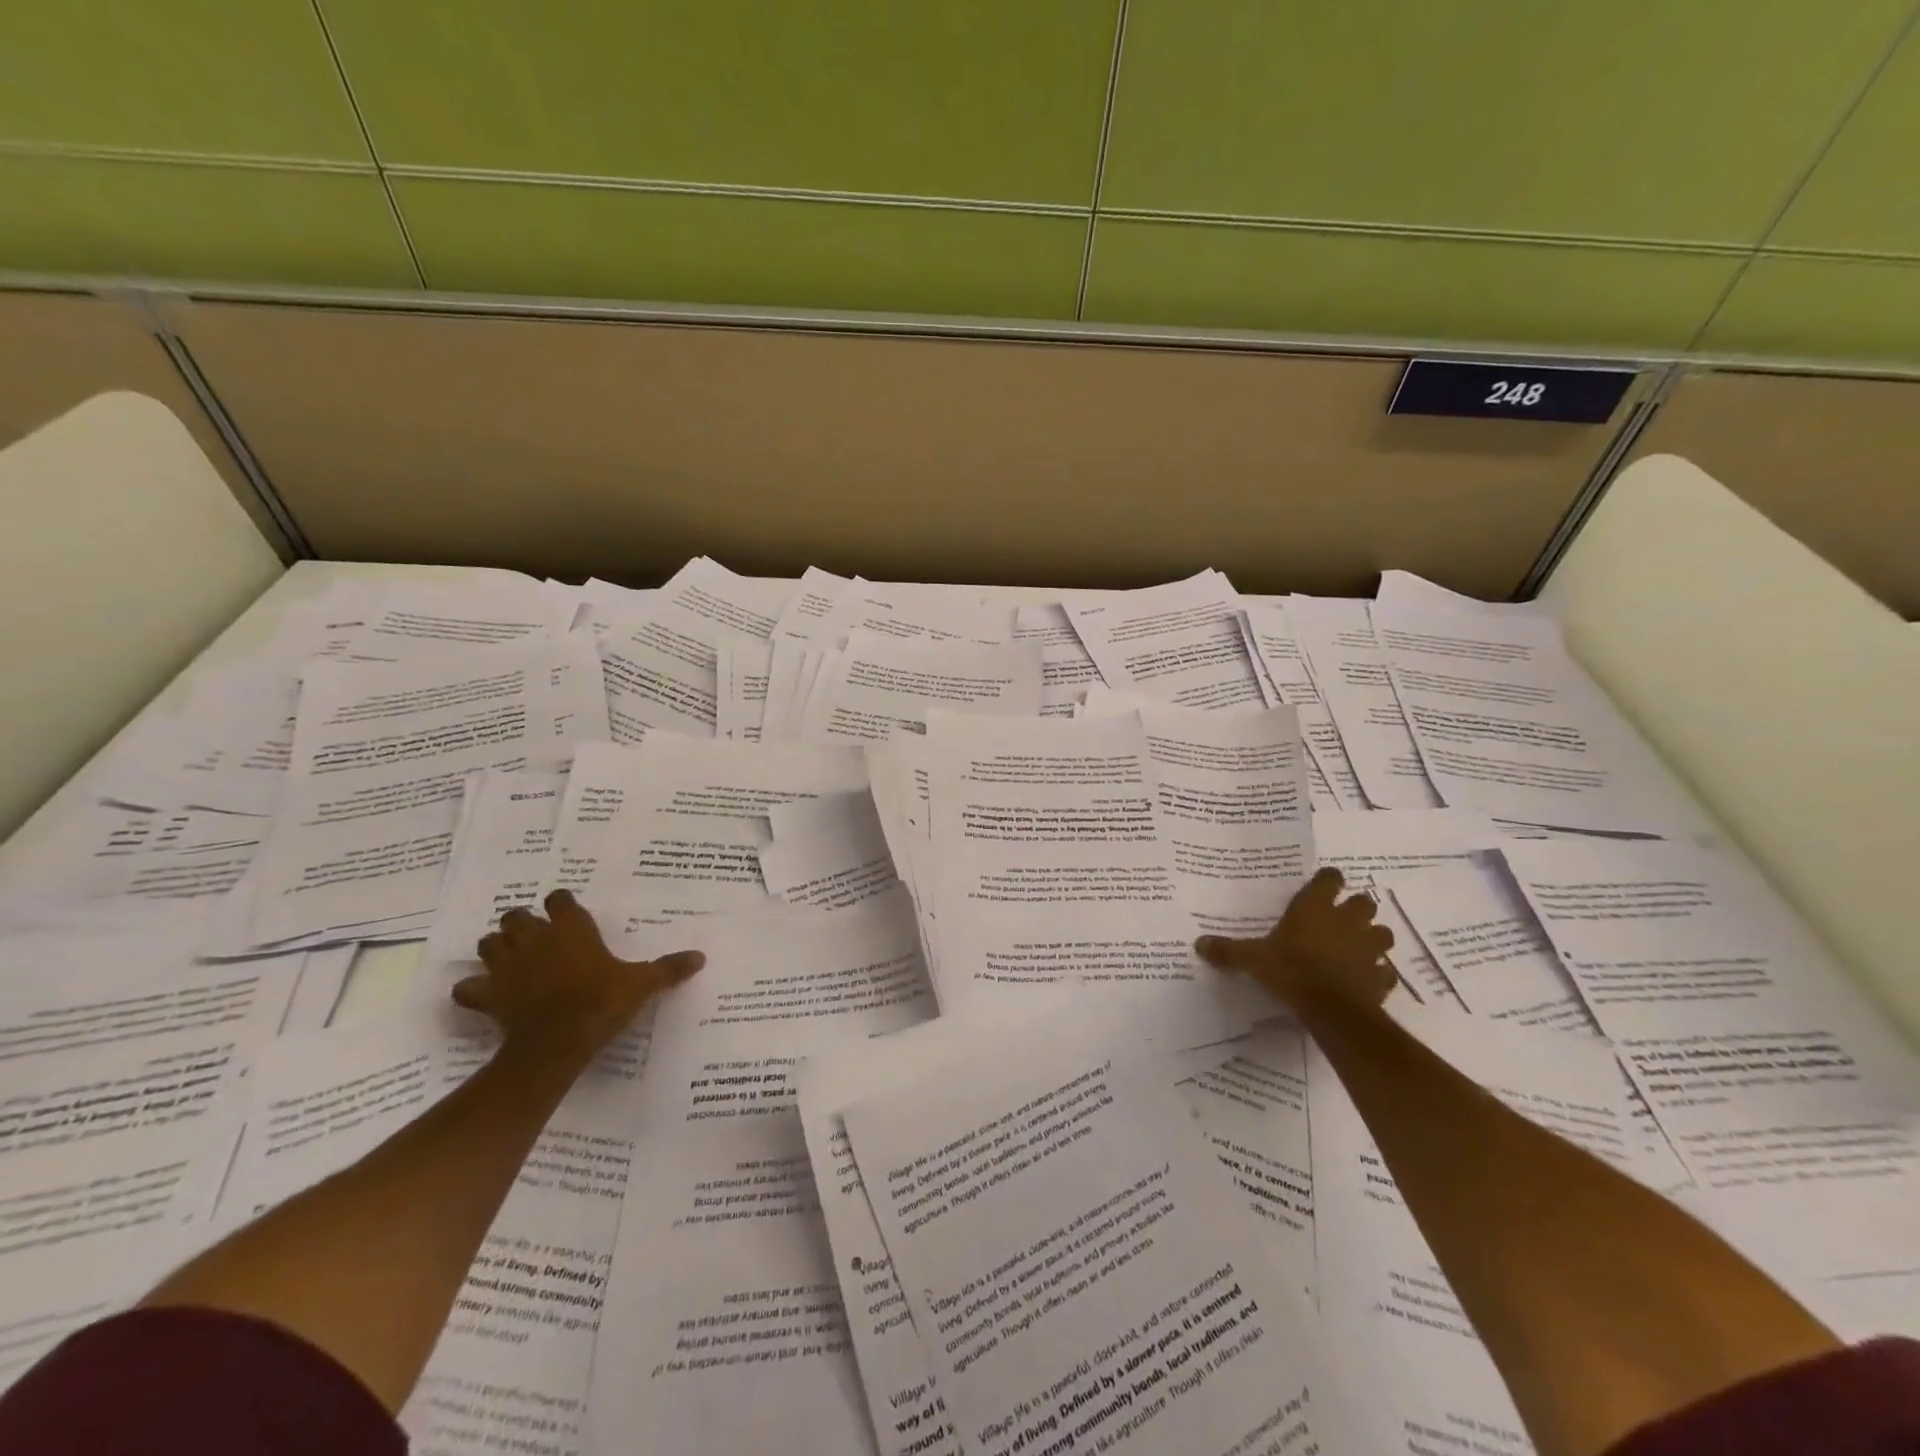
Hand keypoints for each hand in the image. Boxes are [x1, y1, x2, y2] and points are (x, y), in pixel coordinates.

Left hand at [454, 890, 703, 1059]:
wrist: (558, 1041)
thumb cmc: (601, 1001)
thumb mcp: (642, 984)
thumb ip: (668, 969)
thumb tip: (701, 957)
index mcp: (571, 929)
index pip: (560, 899)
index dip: (562, 904)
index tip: (569, 914)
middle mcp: (535, 939)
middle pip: (515, 917)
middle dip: (522, 924)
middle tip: (537, 938)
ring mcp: (506, 966)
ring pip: (488, 944)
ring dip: (496, 949)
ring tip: (511, 960)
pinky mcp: (488, 996)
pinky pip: (467, 989)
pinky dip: (472, 990)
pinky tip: (485, 996)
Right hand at [1195, 867, 1396, 1012]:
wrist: (1331, 1009)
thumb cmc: (1290, 970)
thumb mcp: (1252, 959)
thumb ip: (1228, 951)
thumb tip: (1198, 943)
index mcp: (1316, 908)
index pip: (1330, 879)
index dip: (1328, 881)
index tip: (1322, 887)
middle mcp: (1347, 921)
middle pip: (1365, 902)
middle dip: (1357, 909)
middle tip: (1341, 919)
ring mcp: (1368, 949)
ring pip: (1383, 934)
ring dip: (1373, 938)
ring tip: (1357, 948)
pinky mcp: (1381, 977)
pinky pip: (1385, 971)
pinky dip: (1378, 973)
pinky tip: (1366, 979)